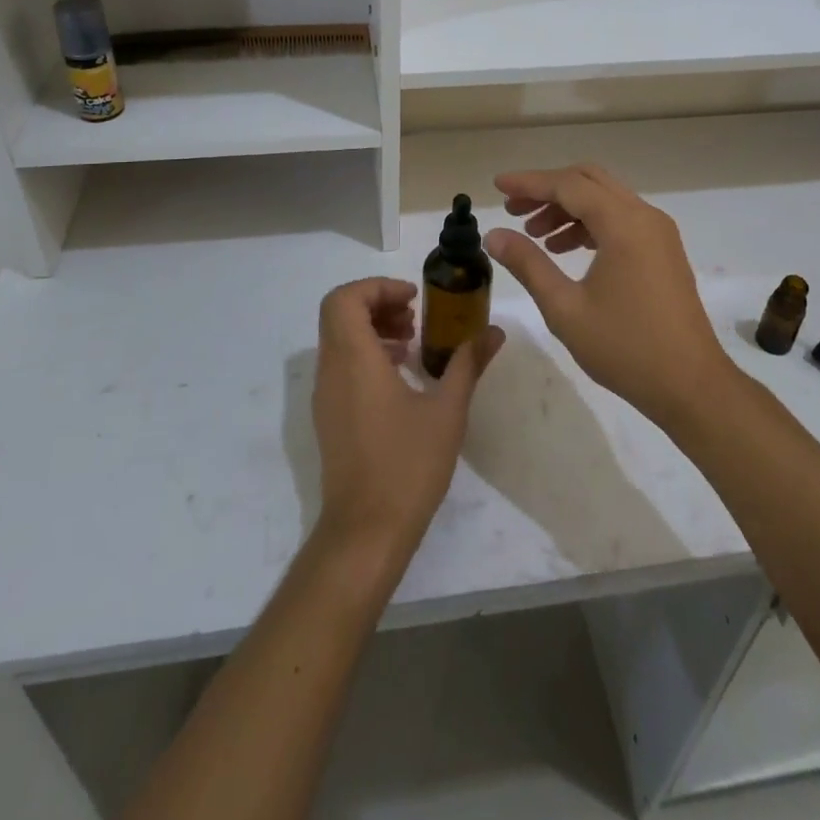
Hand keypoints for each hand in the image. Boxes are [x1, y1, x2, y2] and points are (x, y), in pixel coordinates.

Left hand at [311, 278, 502, 565]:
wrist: (366, 531)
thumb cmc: (408, 465)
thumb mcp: (448, 410)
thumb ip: (468, 363)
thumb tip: (494, 331)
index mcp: (354, 359)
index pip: (345, 298)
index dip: (377, 287)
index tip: (413, 298)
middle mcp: (331, 370)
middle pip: (339, 313)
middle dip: (377, 304)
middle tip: (414, 316)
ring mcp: (325, 395)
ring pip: (338, 339)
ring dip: (372, 328)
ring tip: (413, 344)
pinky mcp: (329, 416)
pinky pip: (340, 365)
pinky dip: (366, 354)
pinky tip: (401, 377)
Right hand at [484, 164, 728, 426]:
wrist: (691, 386)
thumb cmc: (625, 348)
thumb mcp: (565, 308)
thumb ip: (528, 264)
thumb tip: (493, 235)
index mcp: (623, 224)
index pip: (568, 185)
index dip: (528, 183)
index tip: (497, 185)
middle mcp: (644, 216)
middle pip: (589, 181)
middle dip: (547, 189)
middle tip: (513, 209)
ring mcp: (658, 232)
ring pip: (605, 199)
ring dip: (568, 207)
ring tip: (533, 234)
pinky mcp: (663, 250)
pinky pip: (620, 219)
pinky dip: (589, 223)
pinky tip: (565, 249)